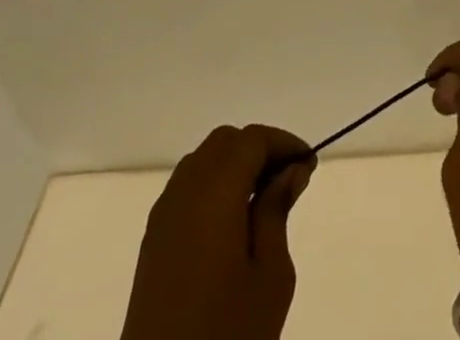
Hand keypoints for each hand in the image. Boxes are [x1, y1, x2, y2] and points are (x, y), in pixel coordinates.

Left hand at [119, 125, 314, 339]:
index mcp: (213, 195)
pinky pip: (185, 190)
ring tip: (263, 202)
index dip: (284, 143)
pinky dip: (212, 187)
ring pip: (202, 162)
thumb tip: (289, 170)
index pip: (252, 140)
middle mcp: (183, 195)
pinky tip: (231, 225)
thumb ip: (277, 211)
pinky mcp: (151, 247)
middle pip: (224, 143)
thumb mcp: (270, 277)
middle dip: (258, 149)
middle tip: (288, 180)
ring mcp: (162, 221)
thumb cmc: (228, 338)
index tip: (309, 164)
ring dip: (234, 166)